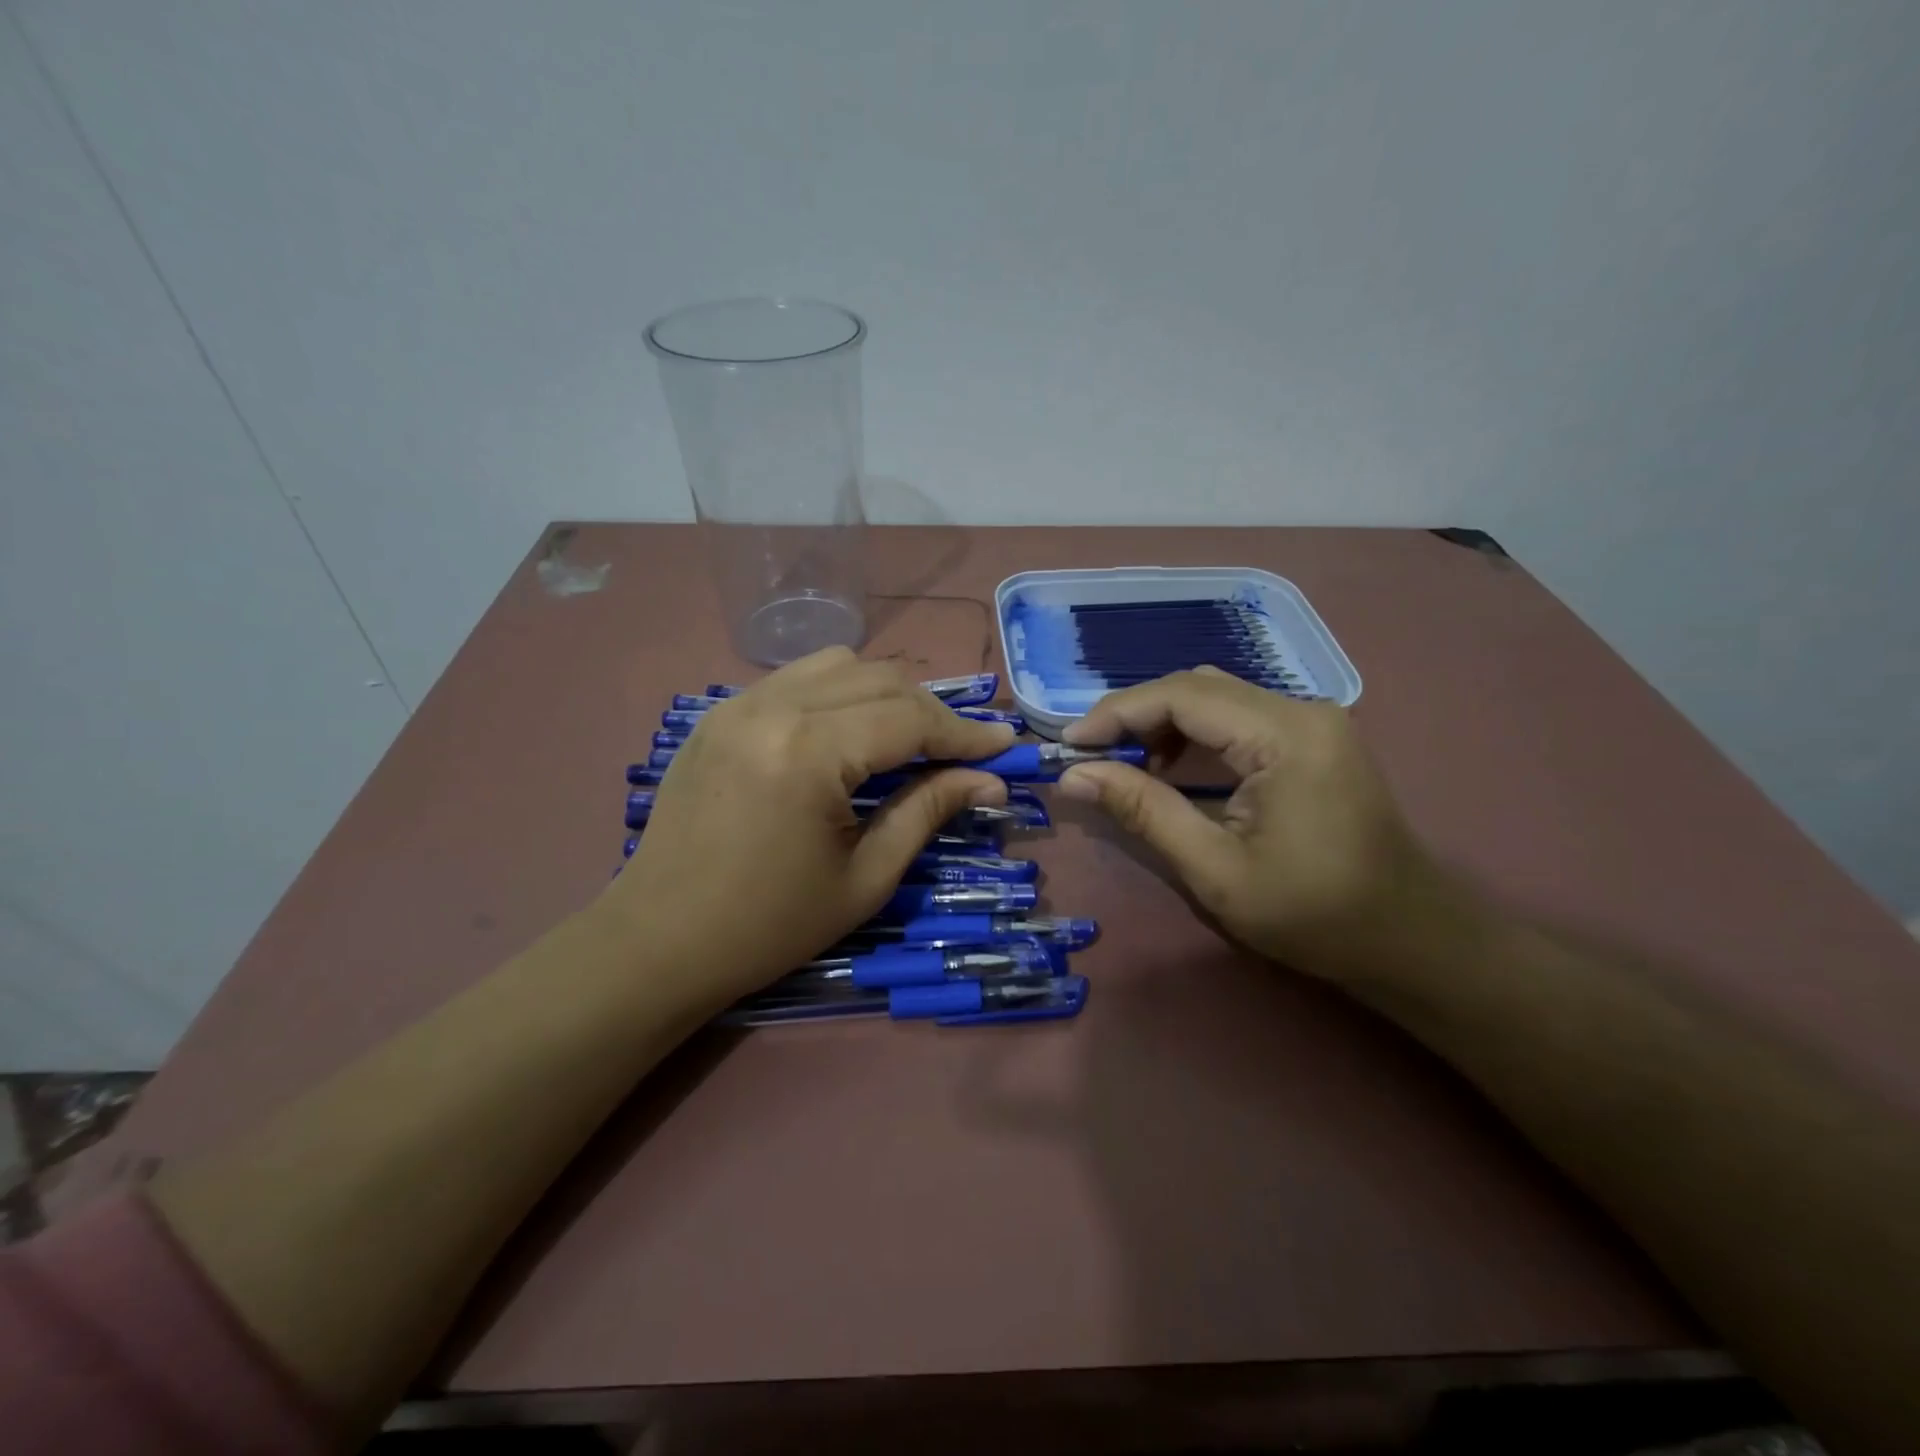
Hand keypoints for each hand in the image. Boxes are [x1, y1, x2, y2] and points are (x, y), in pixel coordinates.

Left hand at [601, 649, 1016, 1007]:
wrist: (658, 941)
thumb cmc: (769, 925)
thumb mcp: (865, 877)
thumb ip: (928, 812)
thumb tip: (990, 780)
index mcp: (808, 753)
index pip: (909, 718)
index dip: (964, 733)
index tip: (1005, 745)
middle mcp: (773, 708)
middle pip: (880, 679)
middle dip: (931, 712)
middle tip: (963, 751)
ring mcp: (738, 703)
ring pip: (839, 664)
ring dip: (885, 693)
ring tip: (907, 738)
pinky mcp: (719, 713)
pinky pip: (796, 678)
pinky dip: (839, 692)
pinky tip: (848, 732)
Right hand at [1057, 667, 1456, 979]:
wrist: (1409, 938)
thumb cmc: (1314, 914)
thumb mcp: (1215, 870)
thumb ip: (1144, 811)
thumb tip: (1074, 776)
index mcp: (1285, 736)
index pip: (1183, 695)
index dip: (1117, 713)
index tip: (1069, 745)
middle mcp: (1302, 709)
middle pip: (1198, 687)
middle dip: (1135, 715)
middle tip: (1090, 756)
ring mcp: (1312, 720)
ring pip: (1216, 697)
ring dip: (1163, 722)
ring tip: (1124, 764)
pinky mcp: (1313, 737)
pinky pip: (1238, 716)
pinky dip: (1193, 733)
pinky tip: (1171, 766)